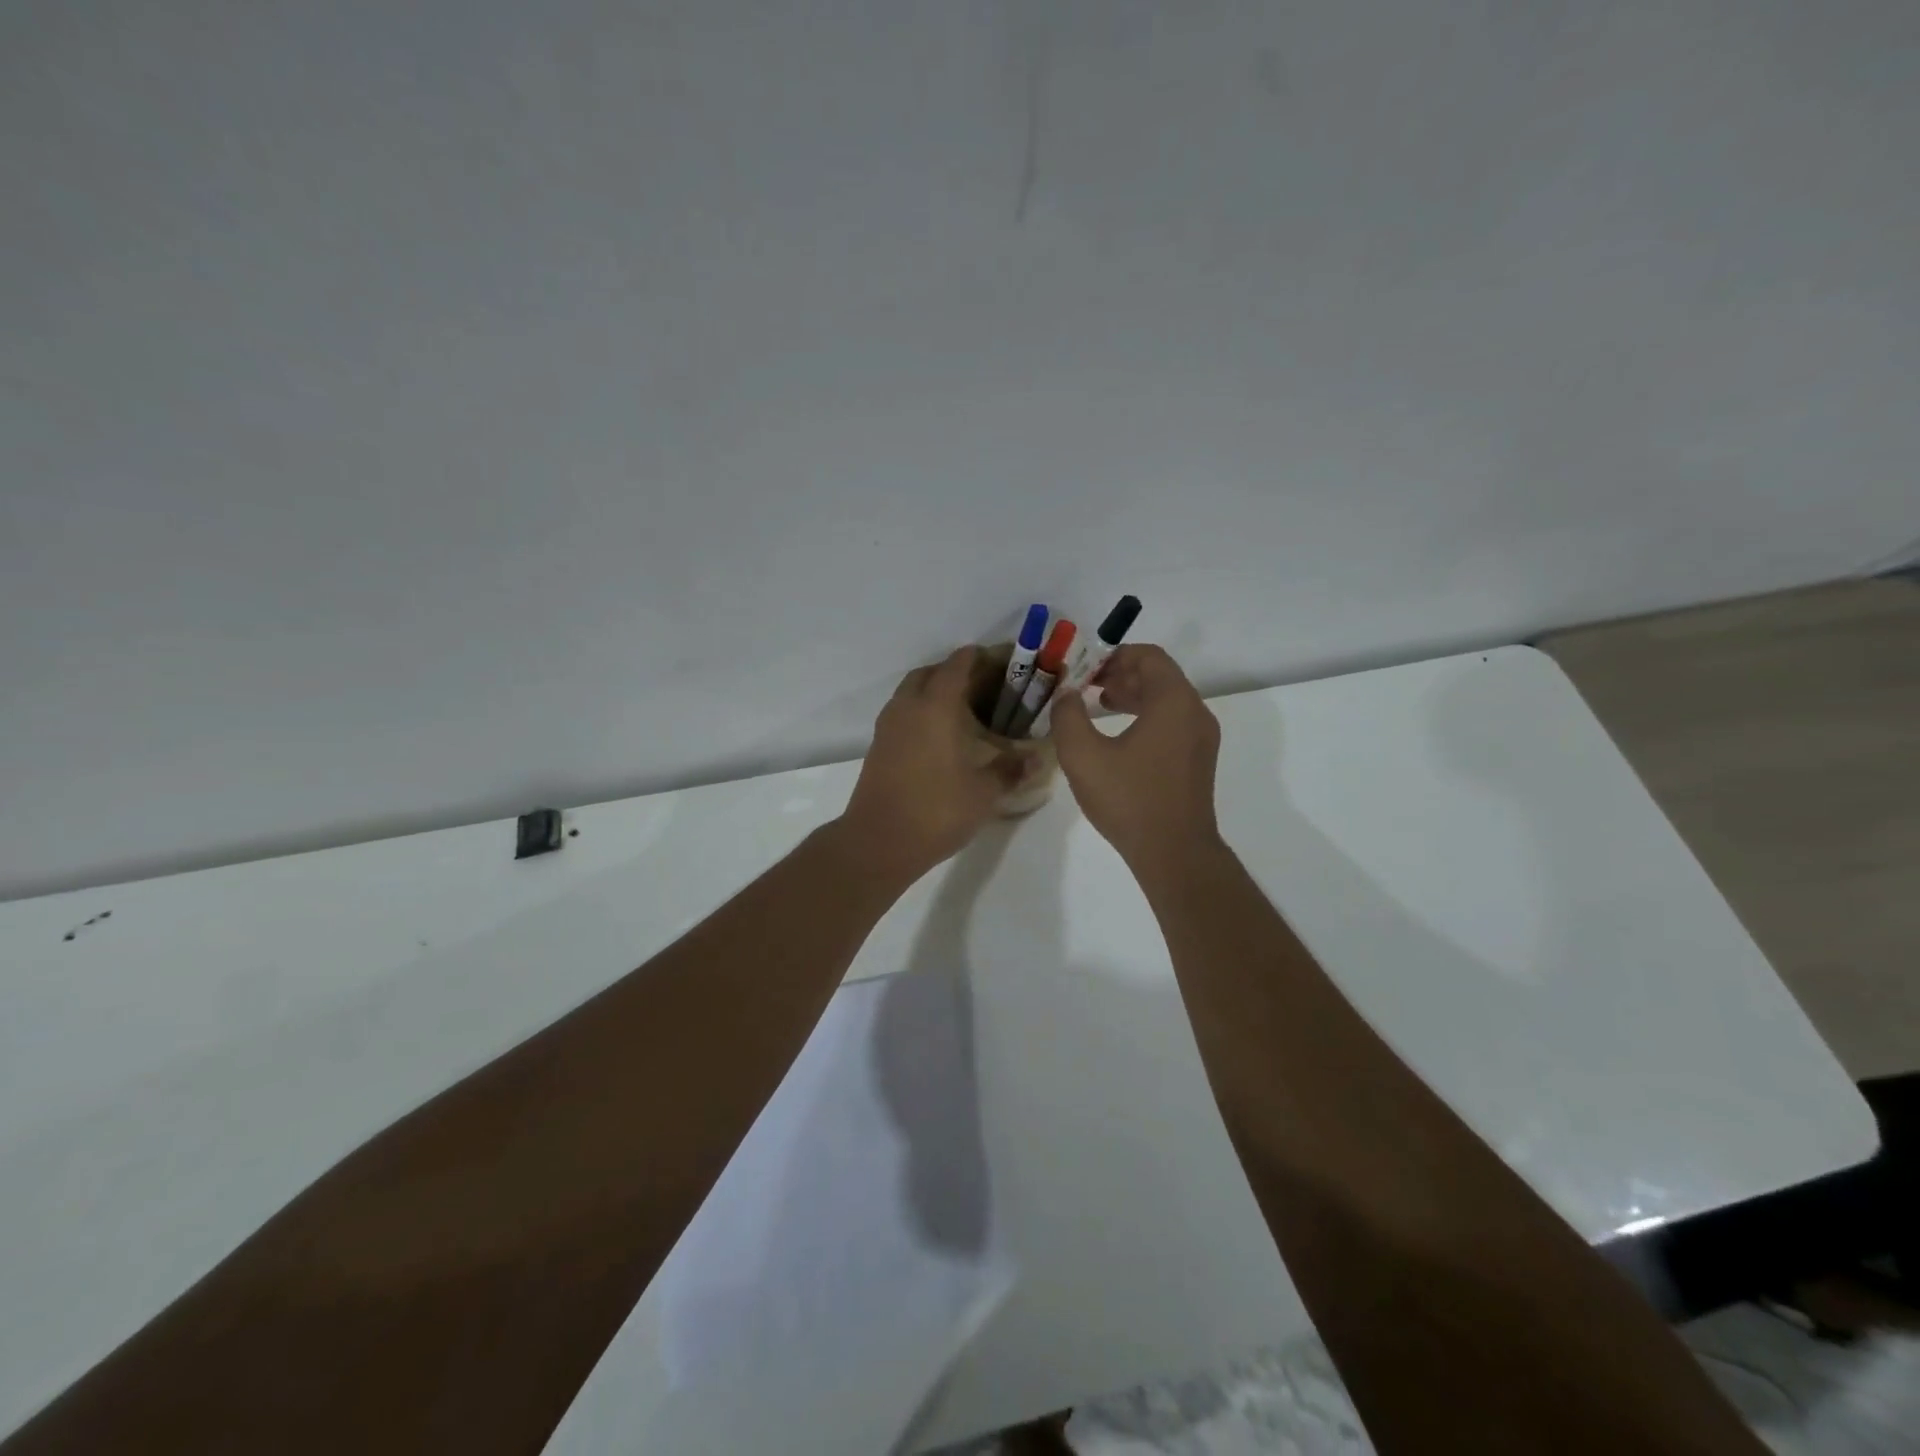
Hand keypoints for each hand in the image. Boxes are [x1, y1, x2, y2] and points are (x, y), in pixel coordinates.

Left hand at [839, 646, 1029, 878]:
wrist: (879, 841)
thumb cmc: (937, 810)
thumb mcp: (985, 792)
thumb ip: (1011, 769)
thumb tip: (1036, 758)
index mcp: (936, 705)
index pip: (959, 664)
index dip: (982, 657)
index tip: (1005, 662)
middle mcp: (909, 705)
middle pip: (931, 672)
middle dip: (956, 672)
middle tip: (985, 689)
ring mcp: (888, 725)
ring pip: (912, 691)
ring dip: (935, 690)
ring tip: (964, 711)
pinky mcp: (878, 744)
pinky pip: (902, 712)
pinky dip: (921, 711)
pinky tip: (941, 736)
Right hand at [1049, 644, 1221, 866]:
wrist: (1174, 853)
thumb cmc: (1129, 799)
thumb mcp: (1083, 755)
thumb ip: (1068, 715)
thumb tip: (1065, 694)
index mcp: (1174, 702)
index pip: (1148, 656)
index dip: (1114, 655)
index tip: (1085, 669)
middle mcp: (1195, 712)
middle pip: (1159, 676)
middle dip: (1121, 674)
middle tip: (1087, 685)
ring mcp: (1201, 738)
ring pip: (1166, 700)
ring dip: (1133, 695)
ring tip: (1100, 705)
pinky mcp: (1198, 761)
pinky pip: (1172, 722)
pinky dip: (1146, 716)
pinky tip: (1119, 737)